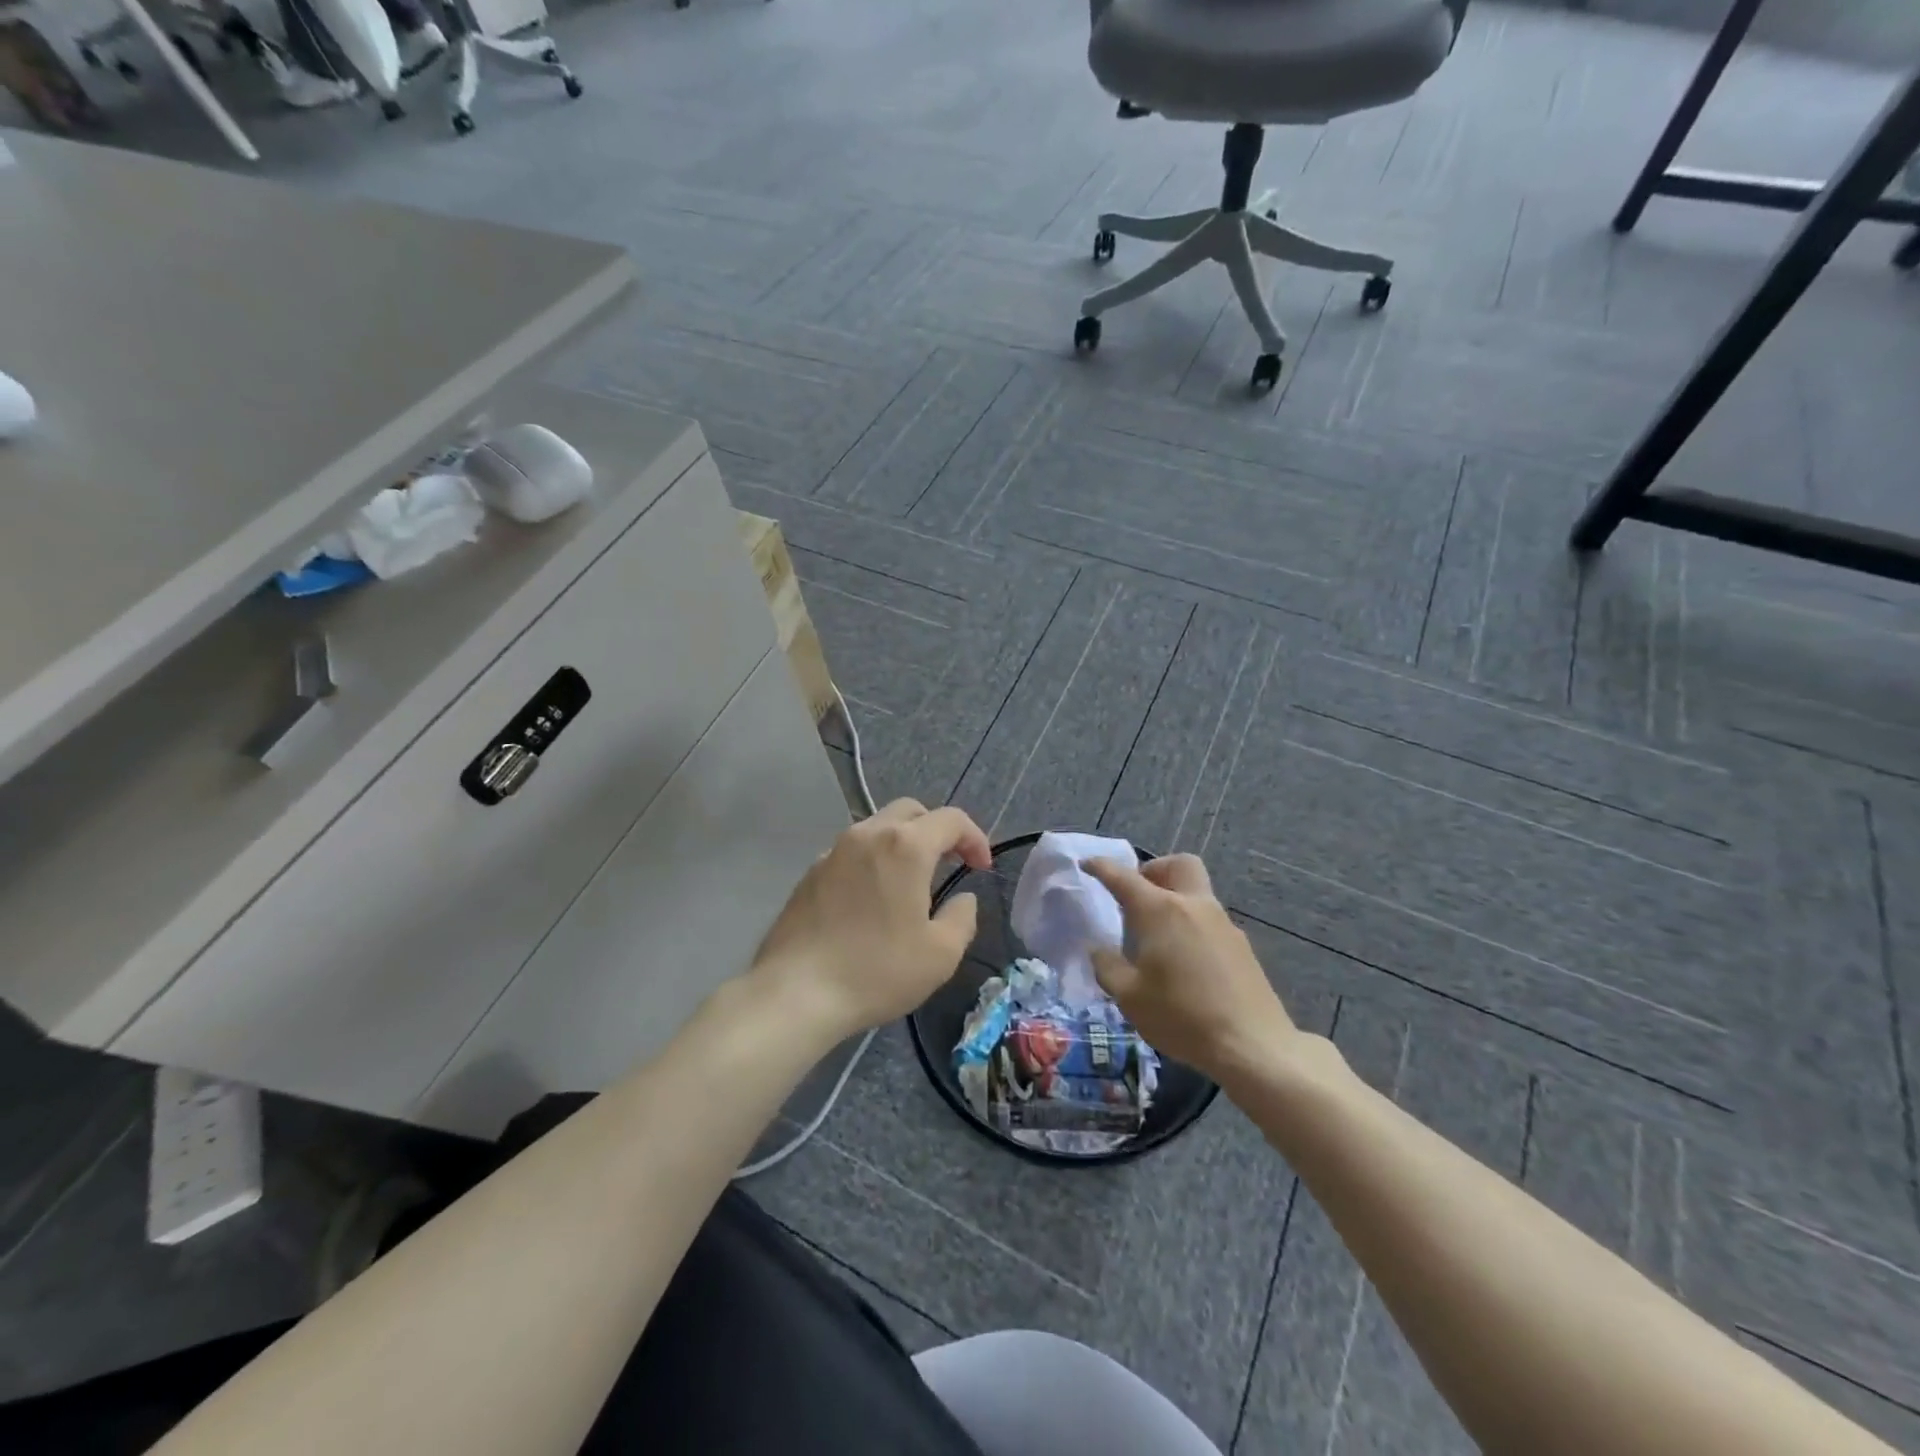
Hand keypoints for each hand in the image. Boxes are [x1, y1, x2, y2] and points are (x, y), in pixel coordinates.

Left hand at [752, 799, 992, 1042]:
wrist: (796, 992)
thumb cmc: (877, 971)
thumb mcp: (940, 954)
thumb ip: (962, 917)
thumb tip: (963, 898)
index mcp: (905, 846)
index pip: (951, 820)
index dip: (974, 838)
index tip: (981, 868)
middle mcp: (868, 835)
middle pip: (911, 811)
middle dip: (937, 830)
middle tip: (949, 863)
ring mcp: (833, 851)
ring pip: (877, 828)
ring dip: (902, 844)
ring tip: (910, 884)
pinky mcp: (810, 872)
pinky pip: (851, 852)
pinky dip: (872, 861)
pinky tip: (872, 900)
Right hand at [1082, 854, 1298, 1080]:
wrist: (1252, 1045)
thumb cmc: (1182, 1017)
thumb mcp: (1129, 997)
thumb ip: (1108, 966)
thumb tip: (1099, 950)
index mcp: (1160, 911)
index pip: (1124, 877)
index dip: (1102, 867)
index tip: (1087, 864)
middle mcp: (1193, 906)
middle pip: (1178, 864)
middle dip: (1154, 870)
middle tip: (1137, 896)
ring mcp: (1223, 923)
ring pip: (1196, 892)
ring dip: (1174, 899)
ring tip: (1157, 937)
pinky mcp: (1241, 945)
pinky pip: (1209, 920)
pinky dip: (1191, 924)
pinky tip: (1184, 961)